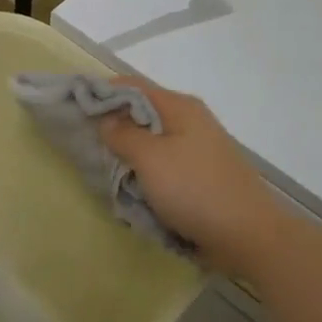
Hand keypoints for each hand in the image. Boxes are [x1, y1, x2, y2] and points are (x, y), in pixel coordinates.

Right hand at [99, 79, 286, 276]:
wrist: (249, 236)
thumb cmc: (195, 190)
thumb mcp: (151, 159)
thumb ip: (124, 135)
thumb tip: (106, 119)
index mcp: (180, 107)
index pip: (132, 86)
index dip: (101, 92)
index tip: (72, 106)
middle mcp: (191, 121)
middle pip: (142, 113)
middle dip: (113, 125)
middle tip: (84, 142)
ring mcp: (199, 149)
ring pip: (153, 141)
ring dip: (129, 153)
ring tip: (104, 168)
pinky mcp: (202, 175)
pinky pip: (165, 165)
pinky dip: (146, 172)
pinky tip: (133, 188)